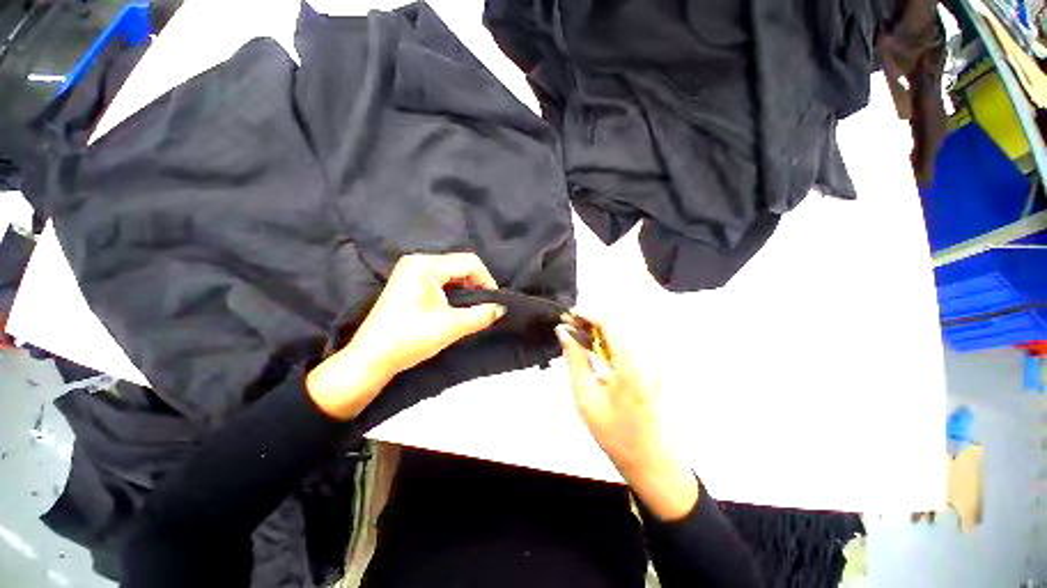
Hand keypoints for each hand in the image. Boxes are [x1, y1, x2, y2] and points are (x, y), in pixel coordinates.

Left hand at [307, 253, 505, 419]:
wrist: (371, 359)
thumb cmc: (410, 338)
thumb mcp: (452, 326)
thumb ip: (482, 315)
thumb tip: (502, 308)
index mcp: (426, 265)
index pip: (469, 262)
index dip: (487, 280)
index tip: (495, 302)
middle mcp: (418, 261)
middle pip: (460, 265)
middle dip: (477, 285)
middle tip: (485, 307)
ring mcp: (411, 271)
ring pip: (451, 273)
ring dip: (466, 289)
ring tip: (473, 309)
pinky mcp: (408, 282)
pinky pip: (439, 280)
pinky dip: (453, 291)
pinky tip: (456, 307)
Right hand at [557, 320, 698, 520]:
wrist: (649, 459)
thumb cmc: (614, 434)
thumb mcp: (586, 398)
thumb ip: (575, 361)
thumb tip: (563, 334)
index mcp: (630, 368)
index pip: (610, 325)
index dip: (588, 315)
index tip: (569, 315)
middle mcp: (645, 360)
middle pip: (616, 327)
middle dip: (590, 321)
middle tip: (567, 324)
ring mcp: (650, 363)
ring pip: (619, 334)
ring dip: (596, 331)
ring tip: (574, 333)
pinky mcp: (649, 368)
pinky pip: (624, 346)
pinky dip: (605, 342)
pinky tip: (590, 346)